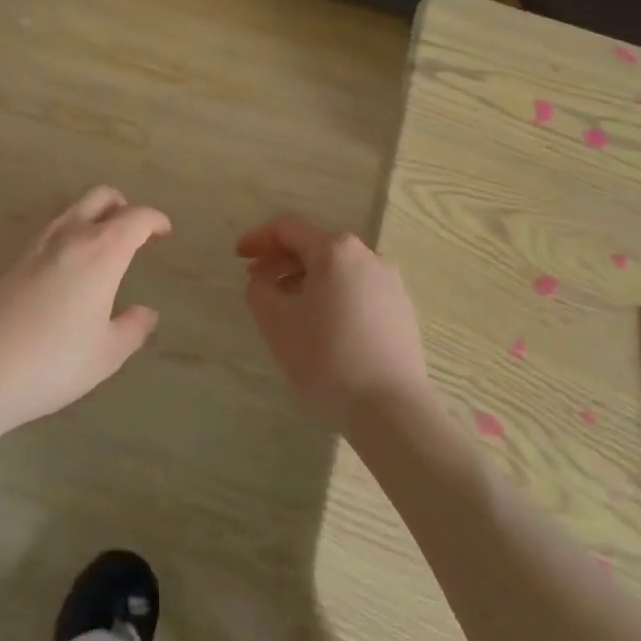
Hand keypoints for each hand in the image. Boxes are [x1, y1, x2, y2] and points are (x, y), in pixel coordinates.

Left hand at [0, 187, 168, 432]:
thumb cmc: (49, 364)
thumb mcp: (104, 356)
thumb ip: (132, 328)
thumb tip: (146, 312)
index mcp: (101, 250)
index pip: (137, 217)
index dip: (155, 220)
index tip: (161, 231)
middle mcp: (67, 230)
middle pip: (101, 196)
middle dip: (120, 206)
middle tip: (126, 229)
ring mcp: (26, 232)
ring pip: (64, 205)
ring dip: (83, 214)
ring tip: (84, 242)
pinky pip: (29, 223)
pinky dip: (47, 231)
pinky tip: (40, 259)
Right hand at [237, 215, 430, 429]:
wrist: (392, 411)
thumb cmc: (327, 358)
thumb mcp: (276, 322)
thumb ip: (260, 289)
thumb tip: (266, 279)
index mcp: (335, 251)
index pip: (288, 229)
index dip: (259, 238)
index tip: (238, 257)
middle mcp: (367, 256)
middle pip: (315, 247)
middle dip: (282, 261)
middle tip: (258, 282)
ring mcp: (390, 284)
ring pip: (338, 271)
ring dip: (307, 281)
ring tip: (288, 308)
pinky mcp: (402, 311)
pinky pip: (358, 291)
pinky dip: (333, 297)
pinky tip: (323, 327)